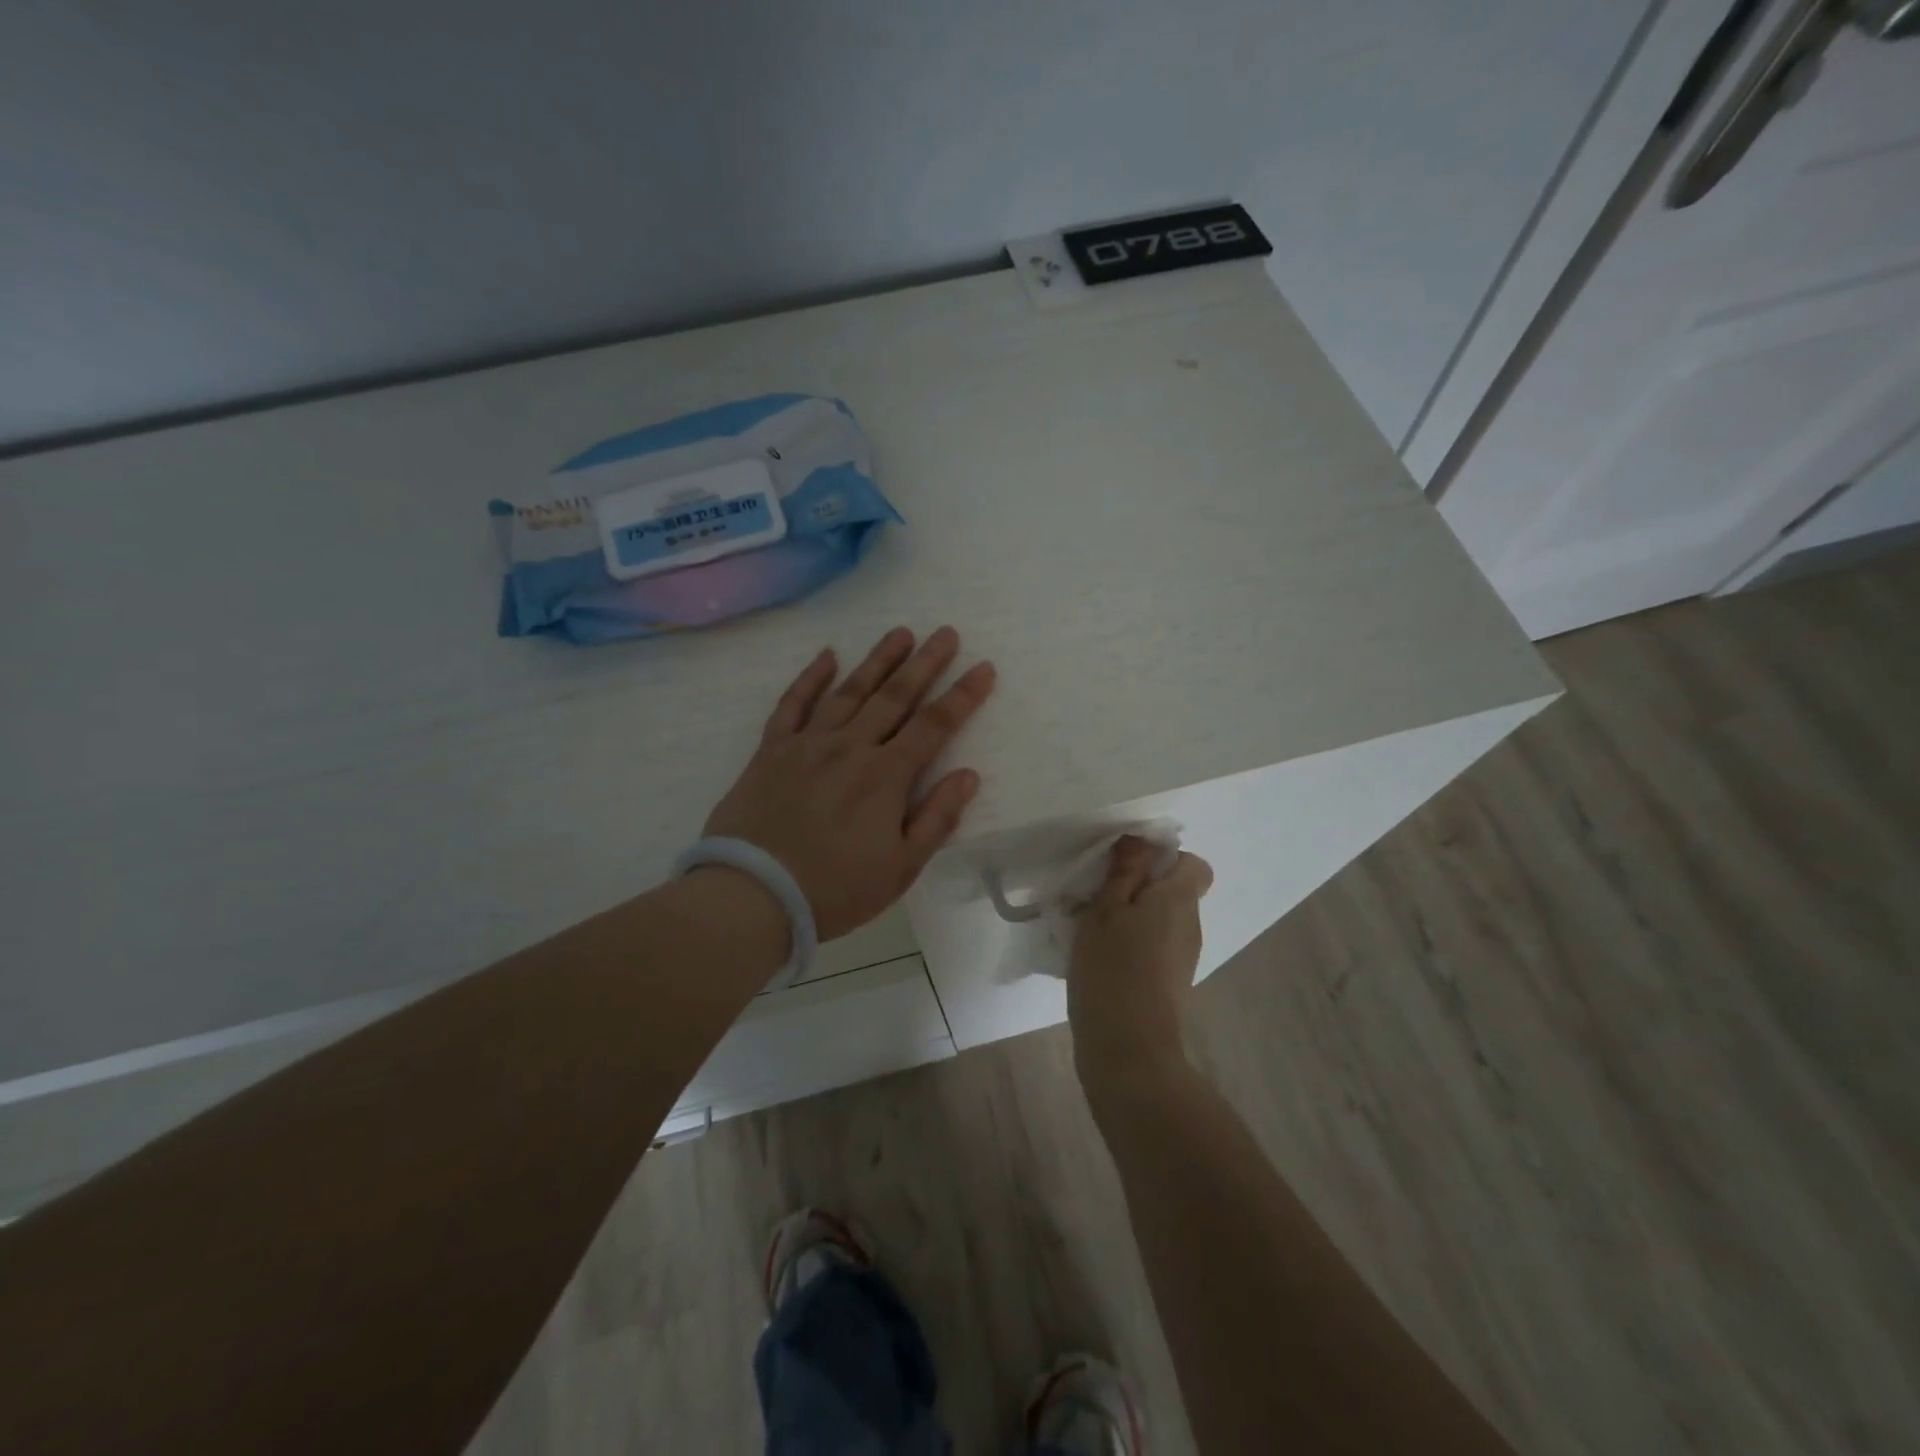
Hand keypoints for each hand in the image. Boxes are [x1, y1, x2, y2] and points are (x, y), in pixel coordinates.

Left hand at [703, 626, 995, 940]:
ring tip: (900, 633)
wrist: (753, 894)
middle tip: (946, 632)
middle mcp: (851, 747)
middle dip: (925, 663)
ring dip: (878, 660)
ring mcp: (808, 743)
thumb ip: (937, 818)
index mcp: (886, 776)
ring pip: (849, 691)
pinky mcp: (772, 750)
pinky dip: (811, 678)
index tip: (983, 667)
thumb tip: (968, 774)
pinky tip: (827, 656)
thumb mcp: (901, 867)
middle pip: (895, 696)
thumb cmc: (835, 888)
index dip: (962, 696)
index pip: (934, 725)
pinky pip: (793, 704)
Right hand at [1068, 837, 1214, 1091]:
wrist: (1128, 1050)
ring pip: (1162, 920)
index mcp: (1178, 901)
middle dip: (1139, 888)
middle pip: (1175, 891)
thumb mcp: (1105, 911)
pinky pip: (1156, 946)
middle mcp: (1190, 925)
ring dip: (1133, 917)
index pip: (1194, 864)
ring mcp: (1184, 957)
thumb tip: (1141, 839)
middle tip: (1098, 898)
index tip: (1126, 869)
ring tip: (1094, 931)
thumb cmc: (1112, 971)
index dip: (1163, 859)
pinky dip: (1133, 945)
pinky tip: (1101, 960)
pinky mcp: (1171, 983)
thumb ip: (1124, 872)